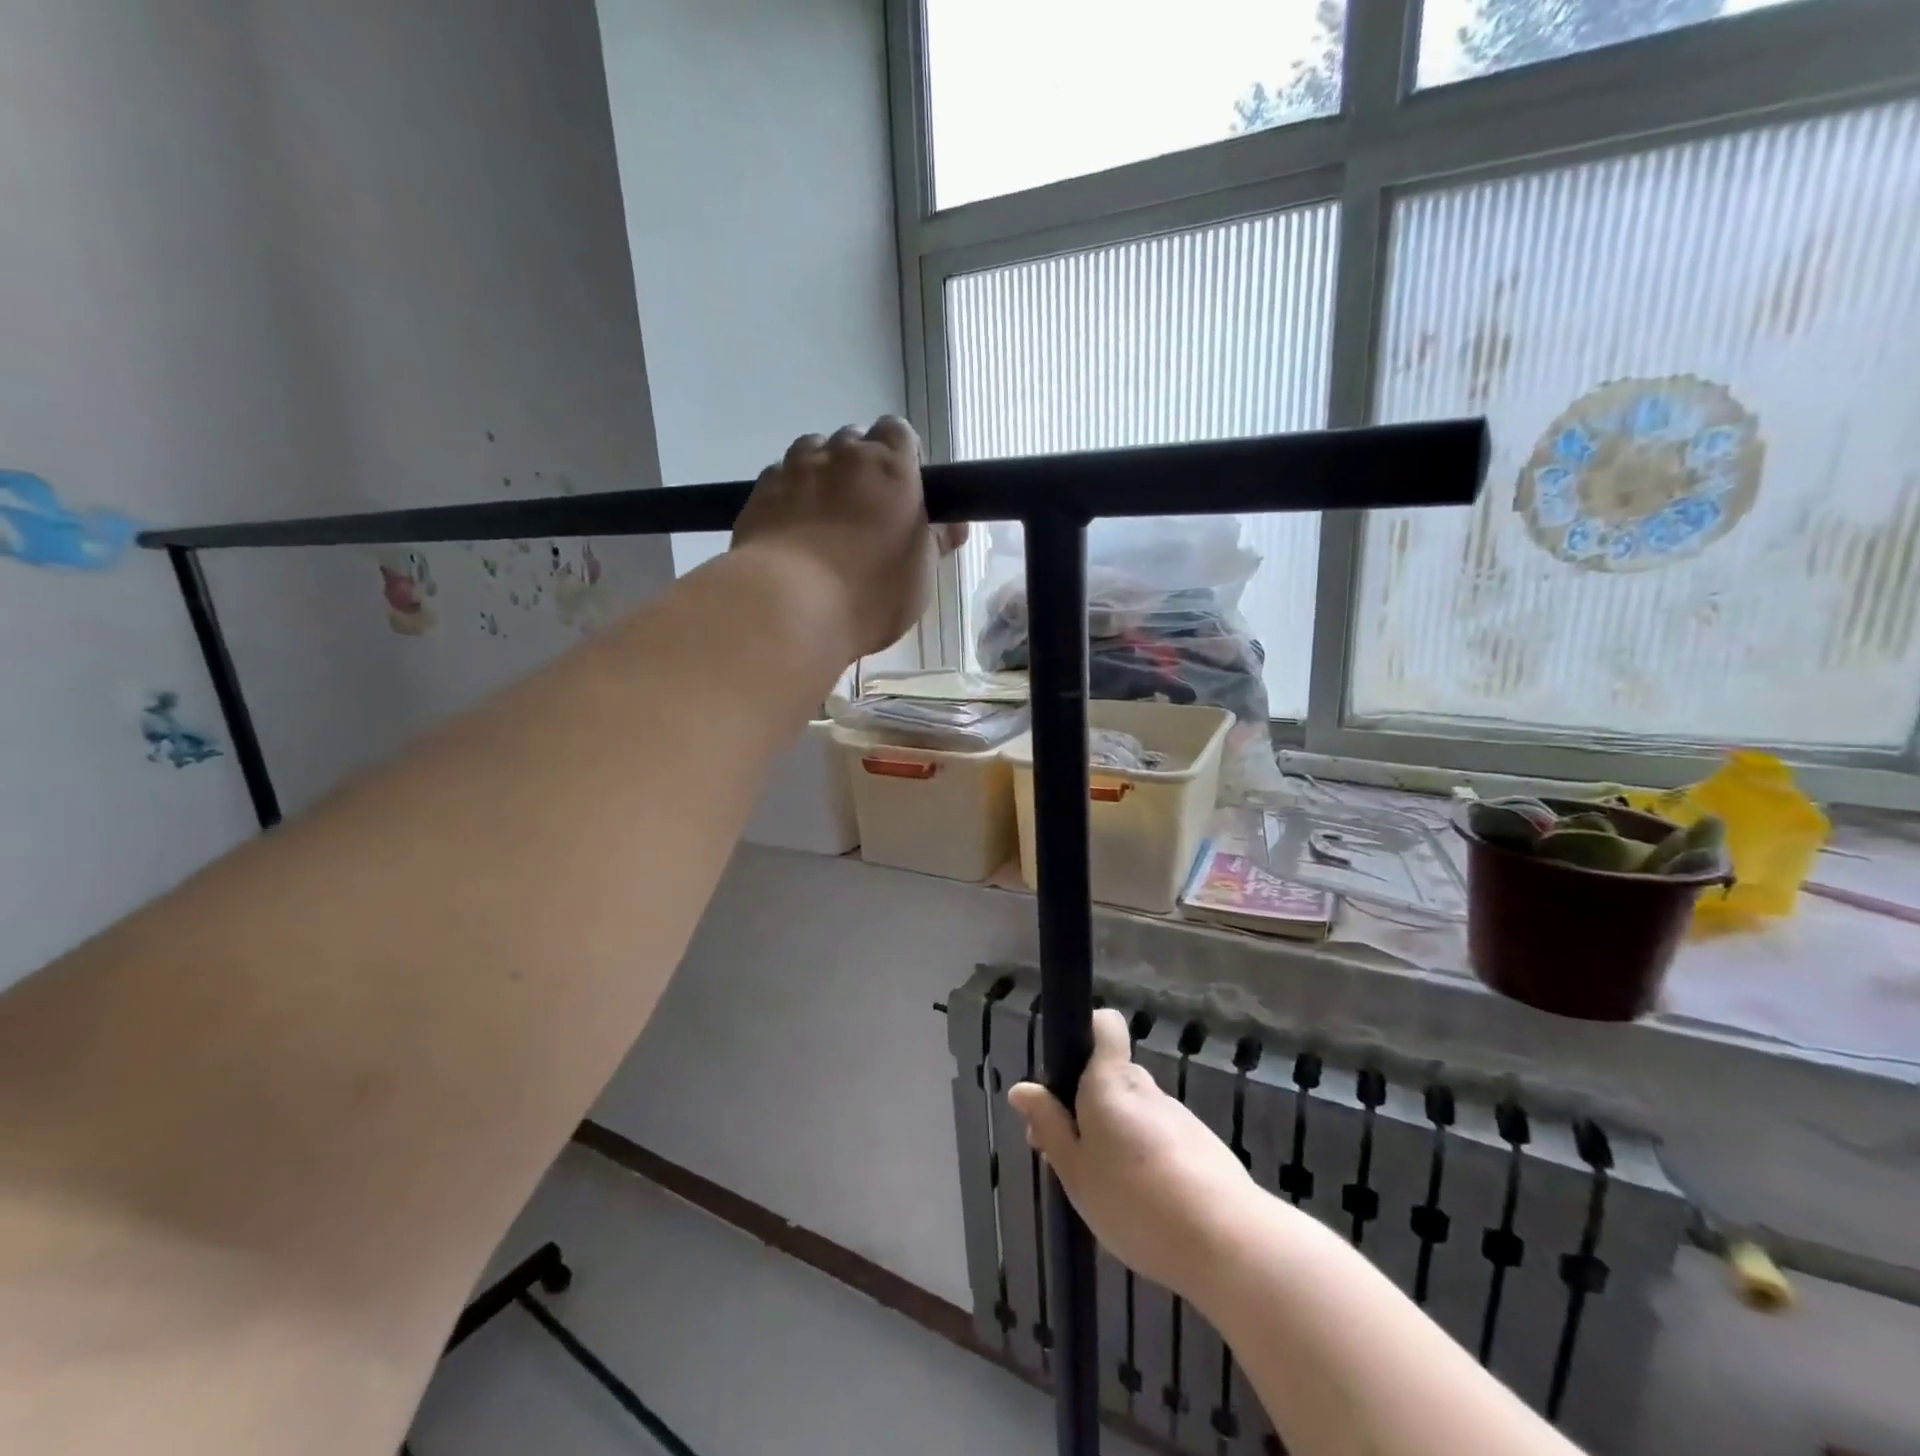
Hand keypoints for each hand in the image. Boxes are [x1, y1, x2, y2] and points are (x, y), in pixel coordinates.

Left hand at [731, 418, 967, 661]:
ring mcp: (795, 469)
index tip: (904, 489)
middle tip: (867, 508)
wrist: (788, 605)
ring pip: (813, 450)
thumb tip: (951, 525)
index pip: (899, 433)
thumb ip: (934, 542)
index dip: (902, 456)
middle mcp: (842, 455)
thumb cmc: (870, 592)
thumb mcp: (920, 576)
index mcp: (891, 468)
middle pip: (855, 439)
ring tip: (825, 513)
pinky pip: (780, 476)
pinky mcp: (759, 491)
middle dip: (861, 464)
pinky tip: (793, 525)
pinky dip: (790, 491)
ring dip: (823, 470)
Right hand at [1010, 1008, 1259, 1302]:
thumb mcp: (1076, 1171)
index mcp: (1110, 1081)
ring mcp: (1177, 1115)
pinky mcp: (1201, 1144)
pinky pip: (1159, 1137)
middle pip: (1110, 1078)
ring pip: (1134, 1111)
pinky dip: (1146, 1158)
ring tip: (1110, 1193)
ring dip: (1117, 1136)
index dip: (1086, 1035)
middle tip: (1073, 1159)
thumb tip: (1023, 1089)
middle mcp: (1145, 1086)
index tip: (1065, 1077)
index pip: (1104, 1025)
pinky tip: (1145, 1207)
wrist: (1227, 1242)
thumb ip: (1050, 1127)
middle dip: (1088, 1106)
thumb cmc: (1135, 1201)